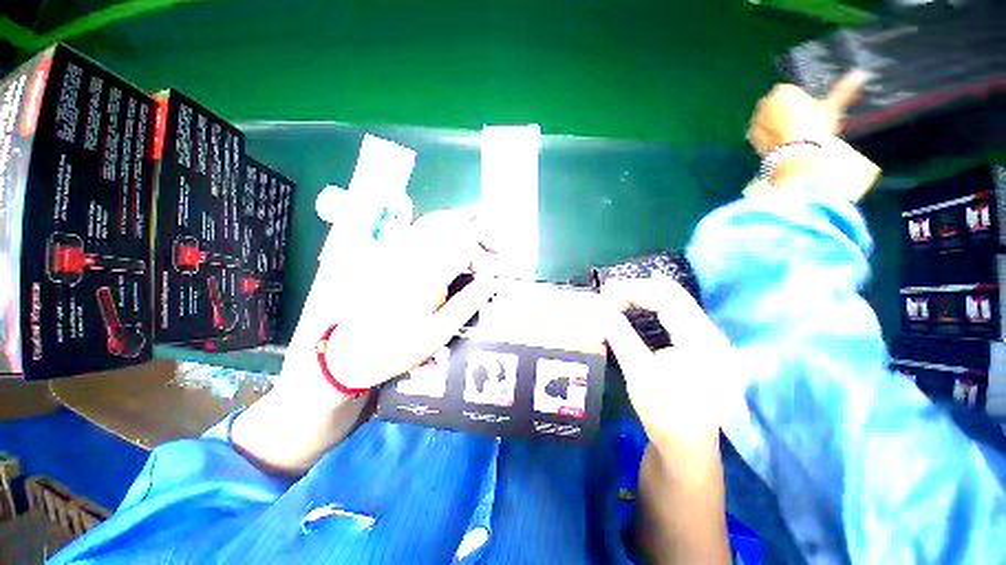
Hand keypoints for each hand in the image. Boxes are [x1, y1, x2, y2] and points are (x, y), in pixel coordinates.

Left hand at [323, 209, 497, 390]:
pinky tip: (449, 237)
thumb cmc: (396, 347)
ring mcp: (396, 251)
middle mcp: (409, 255)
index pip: (463, 247)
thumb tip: (491, 281)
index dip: (486, 256)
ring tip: (479, 235)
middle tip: (495, 244)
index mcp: (423, 274)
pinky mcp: (388, 255)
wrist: (349, 353)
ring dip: (460, 224)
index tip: (496, 273)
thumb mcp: (437, 333)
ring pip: (432, 222)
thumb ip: (466, 303)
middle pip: (448, 223)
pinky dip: (440, 228)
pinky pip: (417, 229)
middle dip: (477, 228)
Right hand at [601, 277, 734, 460]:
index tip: (607, 291)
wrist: (686, 447)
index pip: (667, 303)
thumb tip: (600, 308)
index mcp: (703, 343)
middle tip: (612, 289)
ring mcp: (712, 341)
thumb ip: (620, 335)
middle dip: (642, 289)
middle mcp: (714, 336)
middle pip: (677, 298)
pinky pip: (682, 315)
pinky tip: (649, 297)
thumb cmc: (664, 412)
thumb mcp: (639, 372)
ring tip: (624, 289)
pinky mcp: (705, 347)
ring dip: (651, 293)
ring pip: (681, 304)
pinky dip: (661, 303)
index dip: (634, 292)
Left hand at [747, 69, 868, 155]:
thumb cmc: (815, 126)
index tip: (808, 113)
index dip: (799, 102)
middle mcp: (764, 103)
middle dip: (786, 113)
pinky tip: (781, 143)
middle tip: (802, 126)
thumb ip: (844, 90)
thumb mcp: (832, 107)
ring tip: (793, 136)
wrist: (796, 154)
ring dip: (776, 124)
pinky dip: (768, 136)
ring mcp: (755, 120)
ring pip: (768, 119)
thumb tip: (862, 73)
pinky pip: (760, 133)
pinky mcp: (750, 137)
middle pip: (777, 106)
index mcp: (782, 91)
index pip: (790, 92)